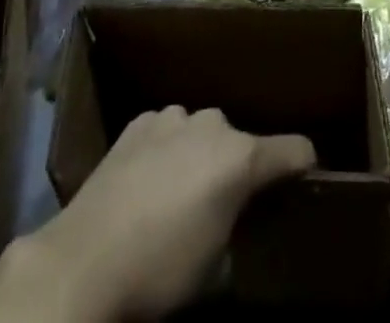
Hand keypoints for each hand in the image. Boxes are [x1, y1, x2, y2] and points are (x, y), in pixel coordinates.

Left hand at [23, 106, 314, 321]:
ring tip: (181, 192)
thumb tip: (236, 215)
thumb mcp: (216, 265)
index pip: (293, 150)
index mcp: (240, 157)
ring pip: (201, 132)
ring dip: (200, 155)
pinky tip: (149, 179)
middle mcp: (213, 125)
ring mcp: (173, 118)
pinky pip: (167, 131)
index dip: (302, 165)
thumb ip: (237, 224)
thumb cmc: (160, 271)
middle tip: (225, 205)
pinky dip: (168, 149)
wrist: (86, 259)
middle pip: (241, 140)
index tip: (304, 178)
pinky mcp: (139, 122)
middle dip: (238, 167)